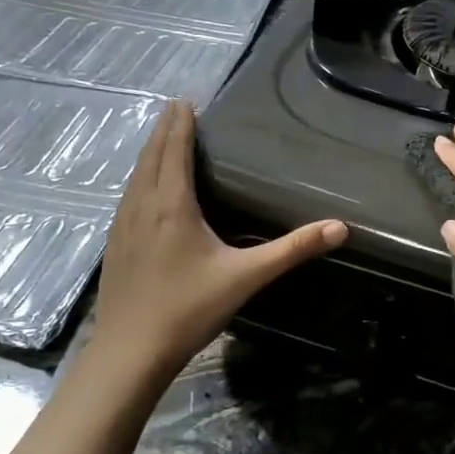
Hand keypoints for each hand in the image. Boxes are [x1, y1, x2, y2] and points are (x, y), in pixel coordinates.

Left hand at [93, 101, 345, 377]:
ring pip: (134, 177)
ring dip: (148, 154)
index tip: (184, 101)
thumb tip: (340, 228)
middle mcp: (142, 206)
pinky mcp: (114, 246)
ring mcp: (122, 226)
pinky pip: (127, 198)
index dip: (179, 124)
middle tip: (175, 110)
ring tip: (160, 141)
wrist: (130, 351)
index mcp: (171, 204)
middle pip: (150, 157)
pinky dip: (138, 179)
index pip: (174, 150)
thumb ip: (292, 250)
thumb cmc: (189, 309)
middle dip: (163, 131)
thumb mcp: (246, 277)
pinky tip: (143, 192)